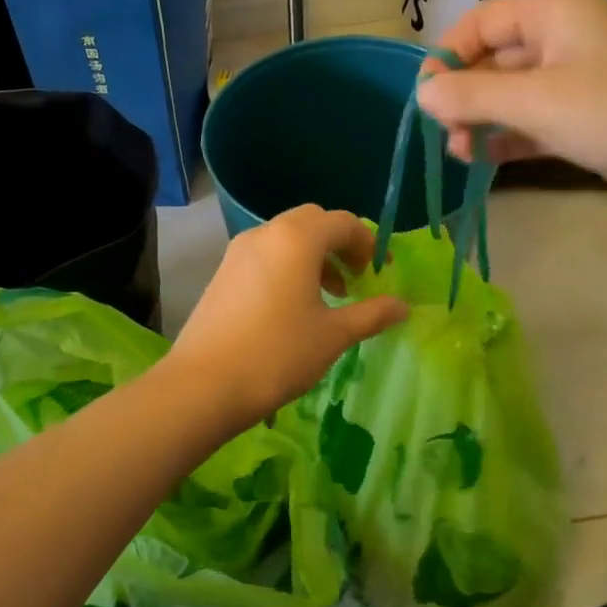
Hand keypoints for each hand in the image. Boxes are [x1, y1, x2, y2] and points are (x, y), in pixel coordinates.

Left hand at [166, 205, 408, 429]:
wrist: (204, 384)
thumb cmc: (278, 354)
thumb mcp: (333, 335)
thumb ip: (372, 314)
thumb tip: (403, 306)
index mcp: (296, 239)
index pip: (342, 222)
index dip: (368, 242)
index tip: (382, 270)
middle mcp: (265, 233)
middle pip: (312, 222)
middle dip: (340, 244)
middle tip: (358, 277)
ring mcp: (238, 251)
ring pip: (286, 238)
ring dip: (314, 256)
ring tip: (331, 294)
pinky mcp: (222, 272)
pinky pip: (265, 255)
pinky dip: (288, 266)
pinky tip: (294, 305)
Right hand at [413, 0, 606, 216]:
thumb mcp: (535, 102)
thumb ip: (472, 96)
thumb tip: (421, 95)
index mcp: (555, 12)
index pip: (482, 21)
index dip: (448, 55)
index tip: (425, 97)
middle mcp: (565, 38)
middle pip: (494, 57)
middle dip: (464, 94)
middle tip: (445, 133)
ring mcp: (578, 81)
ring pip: (512, 93)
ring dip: (481, 119)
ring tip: (461, 152)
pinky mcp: (587, 119)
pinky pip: (533, 121)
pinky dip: (508, 137)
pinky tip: (484, 160)